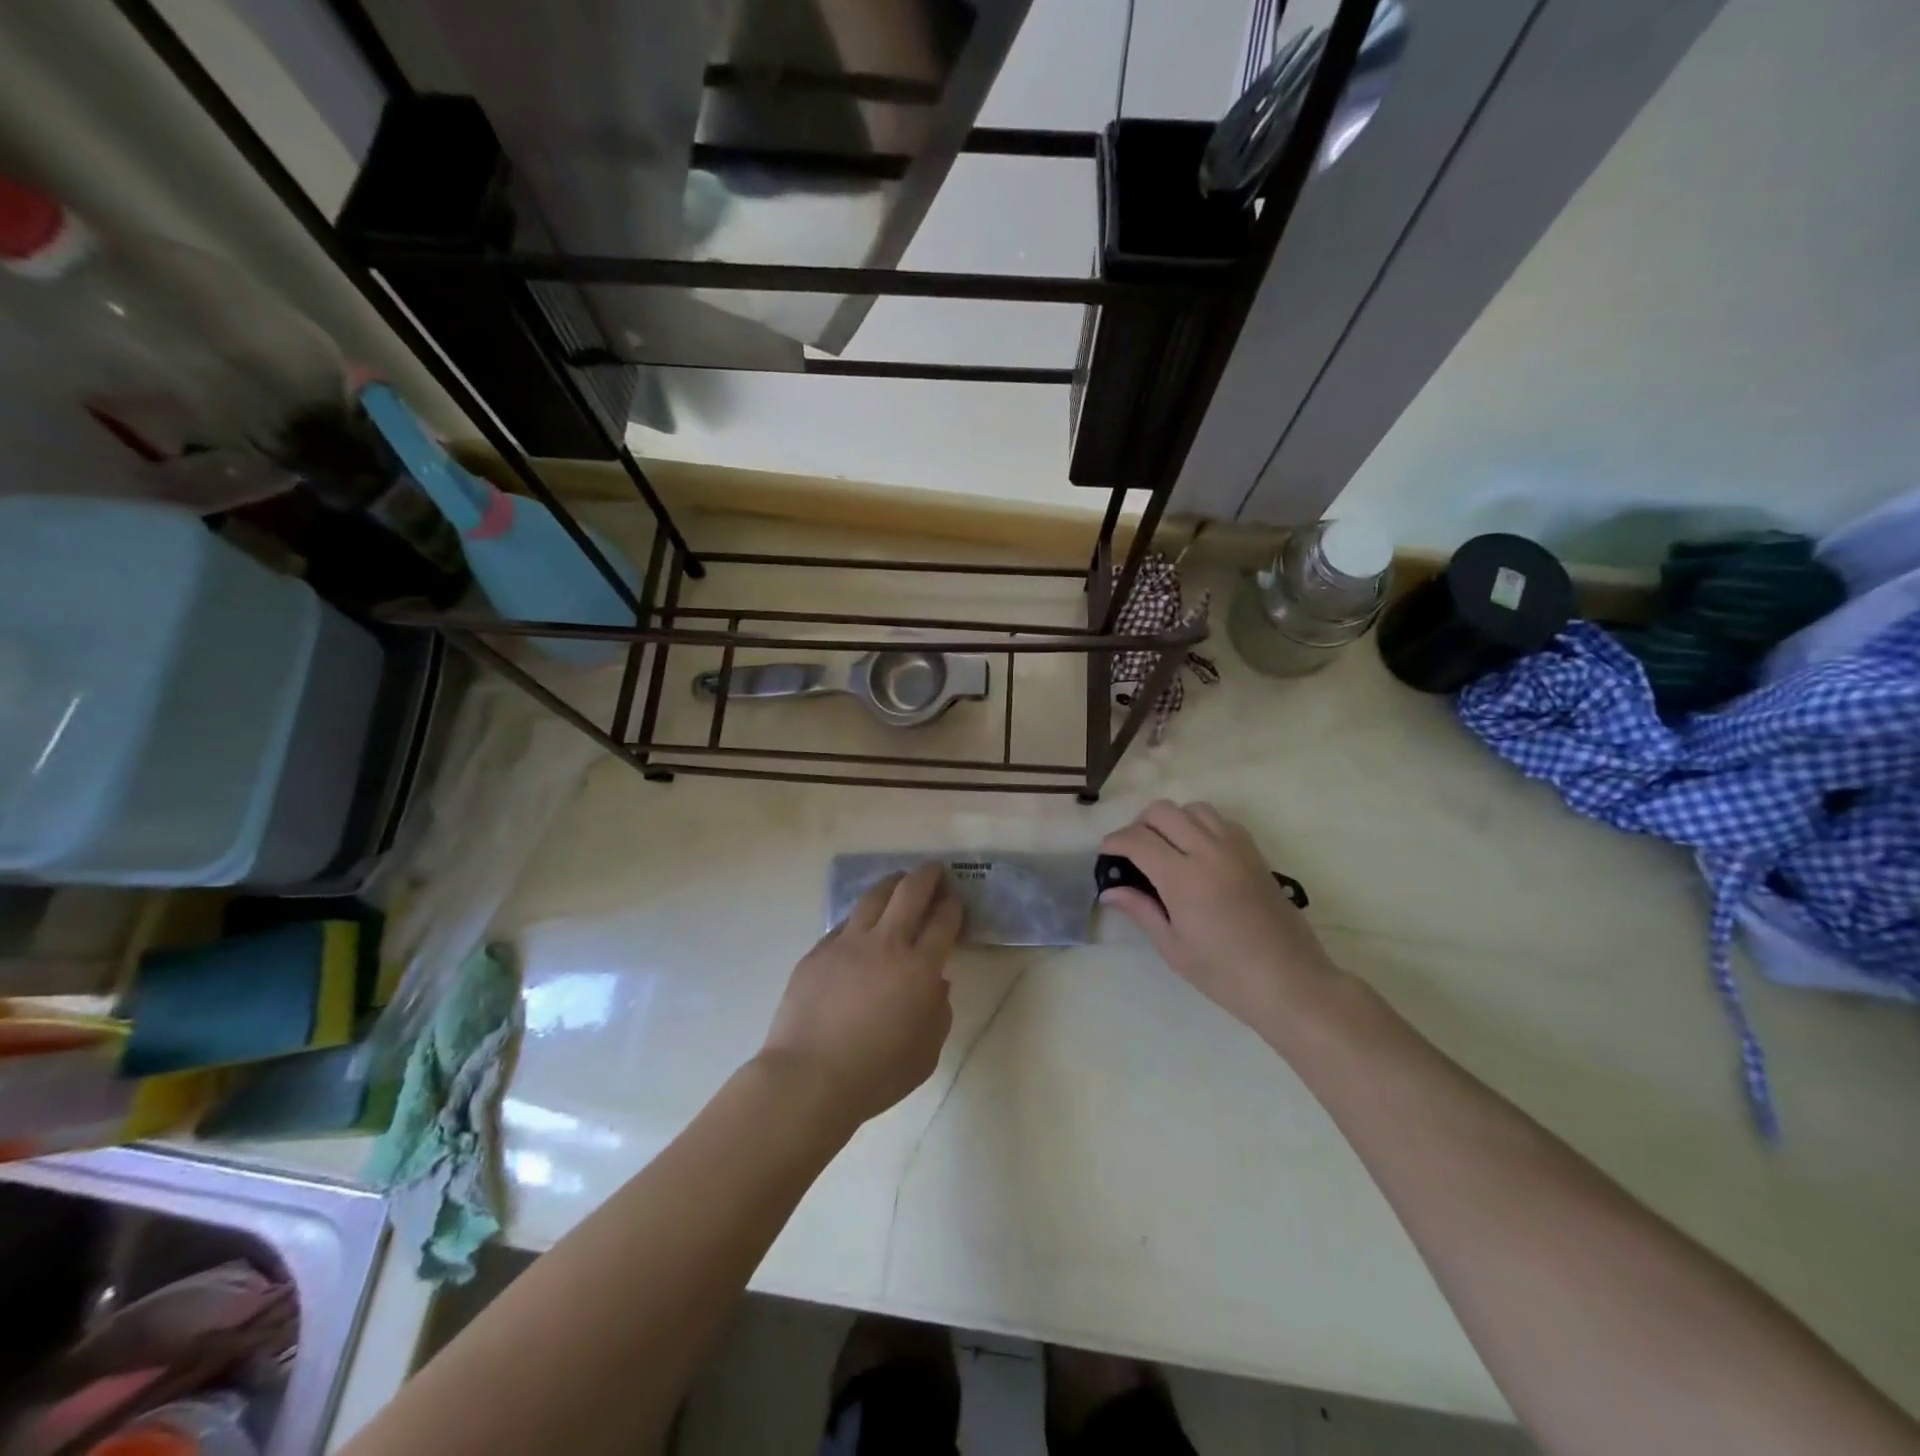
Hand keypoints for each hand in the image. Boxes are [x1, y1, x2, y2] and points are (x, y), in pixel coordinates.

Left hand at [758, 863, 962, 1129]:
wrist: (807, 1078)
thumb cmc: (875, 1075)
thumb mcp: (926, 1054)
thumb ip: (938, 1013)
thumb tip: (936, 984)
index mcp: (918, 968)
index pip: (943, 922)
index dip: (952, 906)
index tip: (955, 900)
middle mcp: (885, 944)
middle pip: (910, 892)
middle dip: (927, 876)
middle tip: (935, 872)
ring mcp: (847, 943)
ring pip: (874, 896)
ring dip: (892, 884)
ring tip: (899, 882)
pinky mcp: (818, 951)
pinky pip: (844, 924)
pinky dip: (860, 918)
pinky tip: (861, 925)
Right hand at [1100, 801, 1341, 1038]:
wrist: (1290, 981)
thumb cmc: (1224, 973)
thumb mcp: (1173, 947)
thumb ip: (1141, 910)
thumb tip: (1110, 891)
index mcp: (1183, 877)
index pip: (1137, 839)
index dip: (1114, 842)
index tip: (1106, 854)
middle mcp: (1208, 851)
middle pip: (1162, 811)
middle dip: (1139, 824)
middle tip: (1133, 852)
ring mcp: (1236, 848)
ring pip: (1193, 808)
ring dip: (1172, 820)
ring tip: (1166, 848)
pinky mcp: (1255, 853)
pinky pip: (1221, 820)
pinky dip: (1201, 825)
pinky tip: (1197, 852)